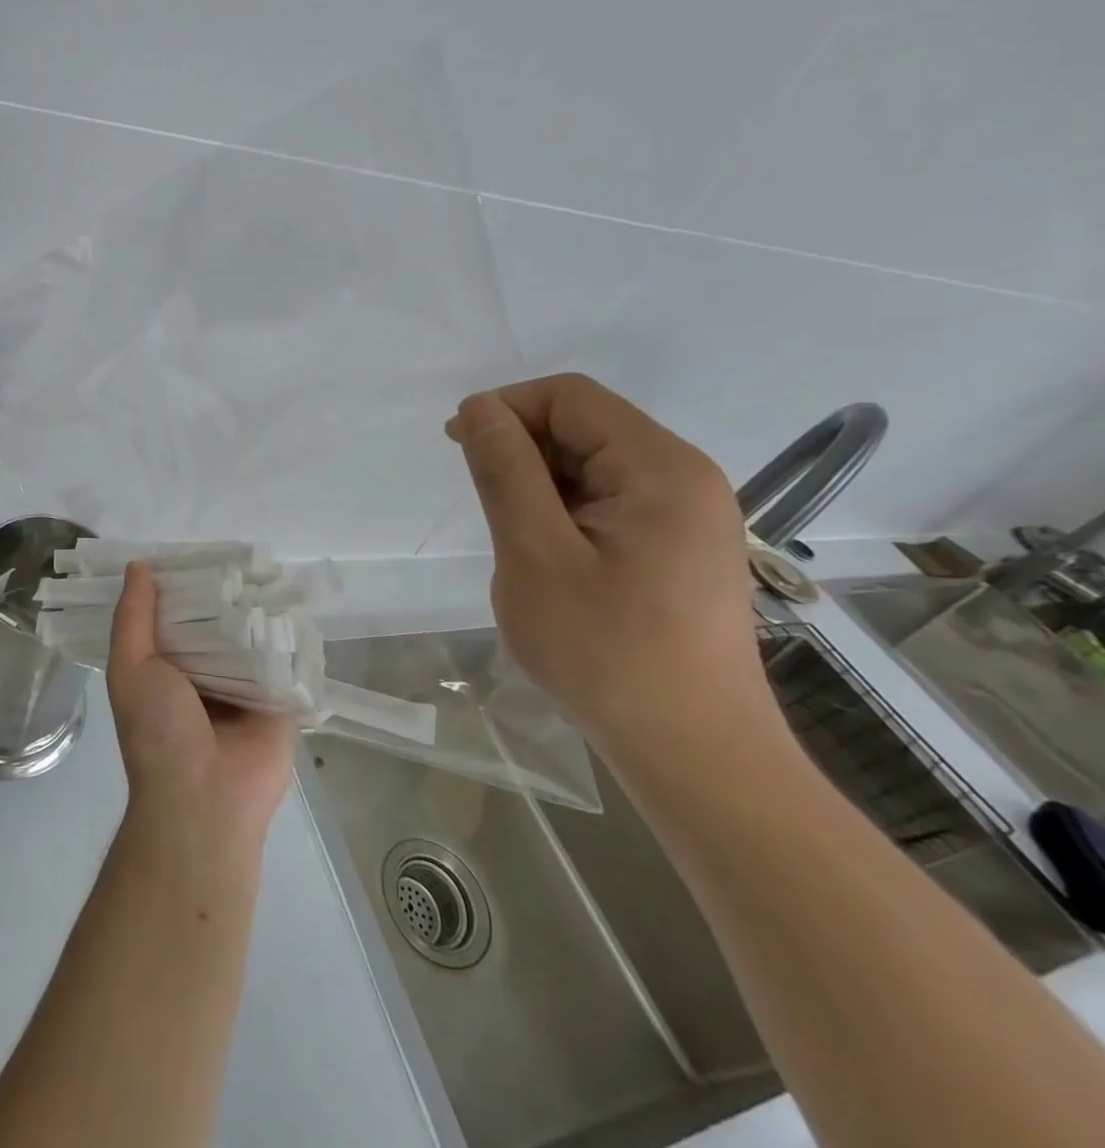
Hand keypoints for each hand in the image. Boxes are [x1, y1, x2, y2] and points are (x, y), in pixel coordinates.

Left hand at [105, 562, 295, 846]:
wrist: (204, 799)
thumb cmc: (157, 731)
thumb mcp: (130, 669)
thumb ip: (132, 618)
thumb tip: (139, 566)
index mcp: (169, 666)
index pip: (177, 614)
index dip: (182, 584)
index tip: (193, 547)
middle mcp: (207, 671)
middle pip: (218, 620)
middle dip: (225, 591)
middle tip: (238, 548)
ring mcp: (247, 683)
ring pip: (253, 634)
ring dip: (257, 606)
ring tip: (268, 561)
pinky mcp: (283, 696)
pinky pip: (286, 657)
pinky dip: (288, 632)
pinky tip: (295, 595)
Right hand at [445, 374, 784, 763]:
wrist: (692, 752)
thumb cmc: (605, 652)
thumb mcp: (534, 554)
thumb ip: (505, 471)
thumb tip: (480, 408)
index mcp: (660, 468)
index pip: (571, 397)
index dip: (507, 407)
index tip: (458, 445)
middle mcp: (685, 478)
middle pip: (587, 426)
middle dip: (522, 447)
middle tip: (480, 500)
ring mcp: (689, 515)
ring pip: (595, 466)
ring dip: (541, 483)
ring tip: (514, 538)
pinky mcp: (680, 547)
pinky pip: (611, 502)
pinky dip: (566, 511)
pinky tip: (548, 556)